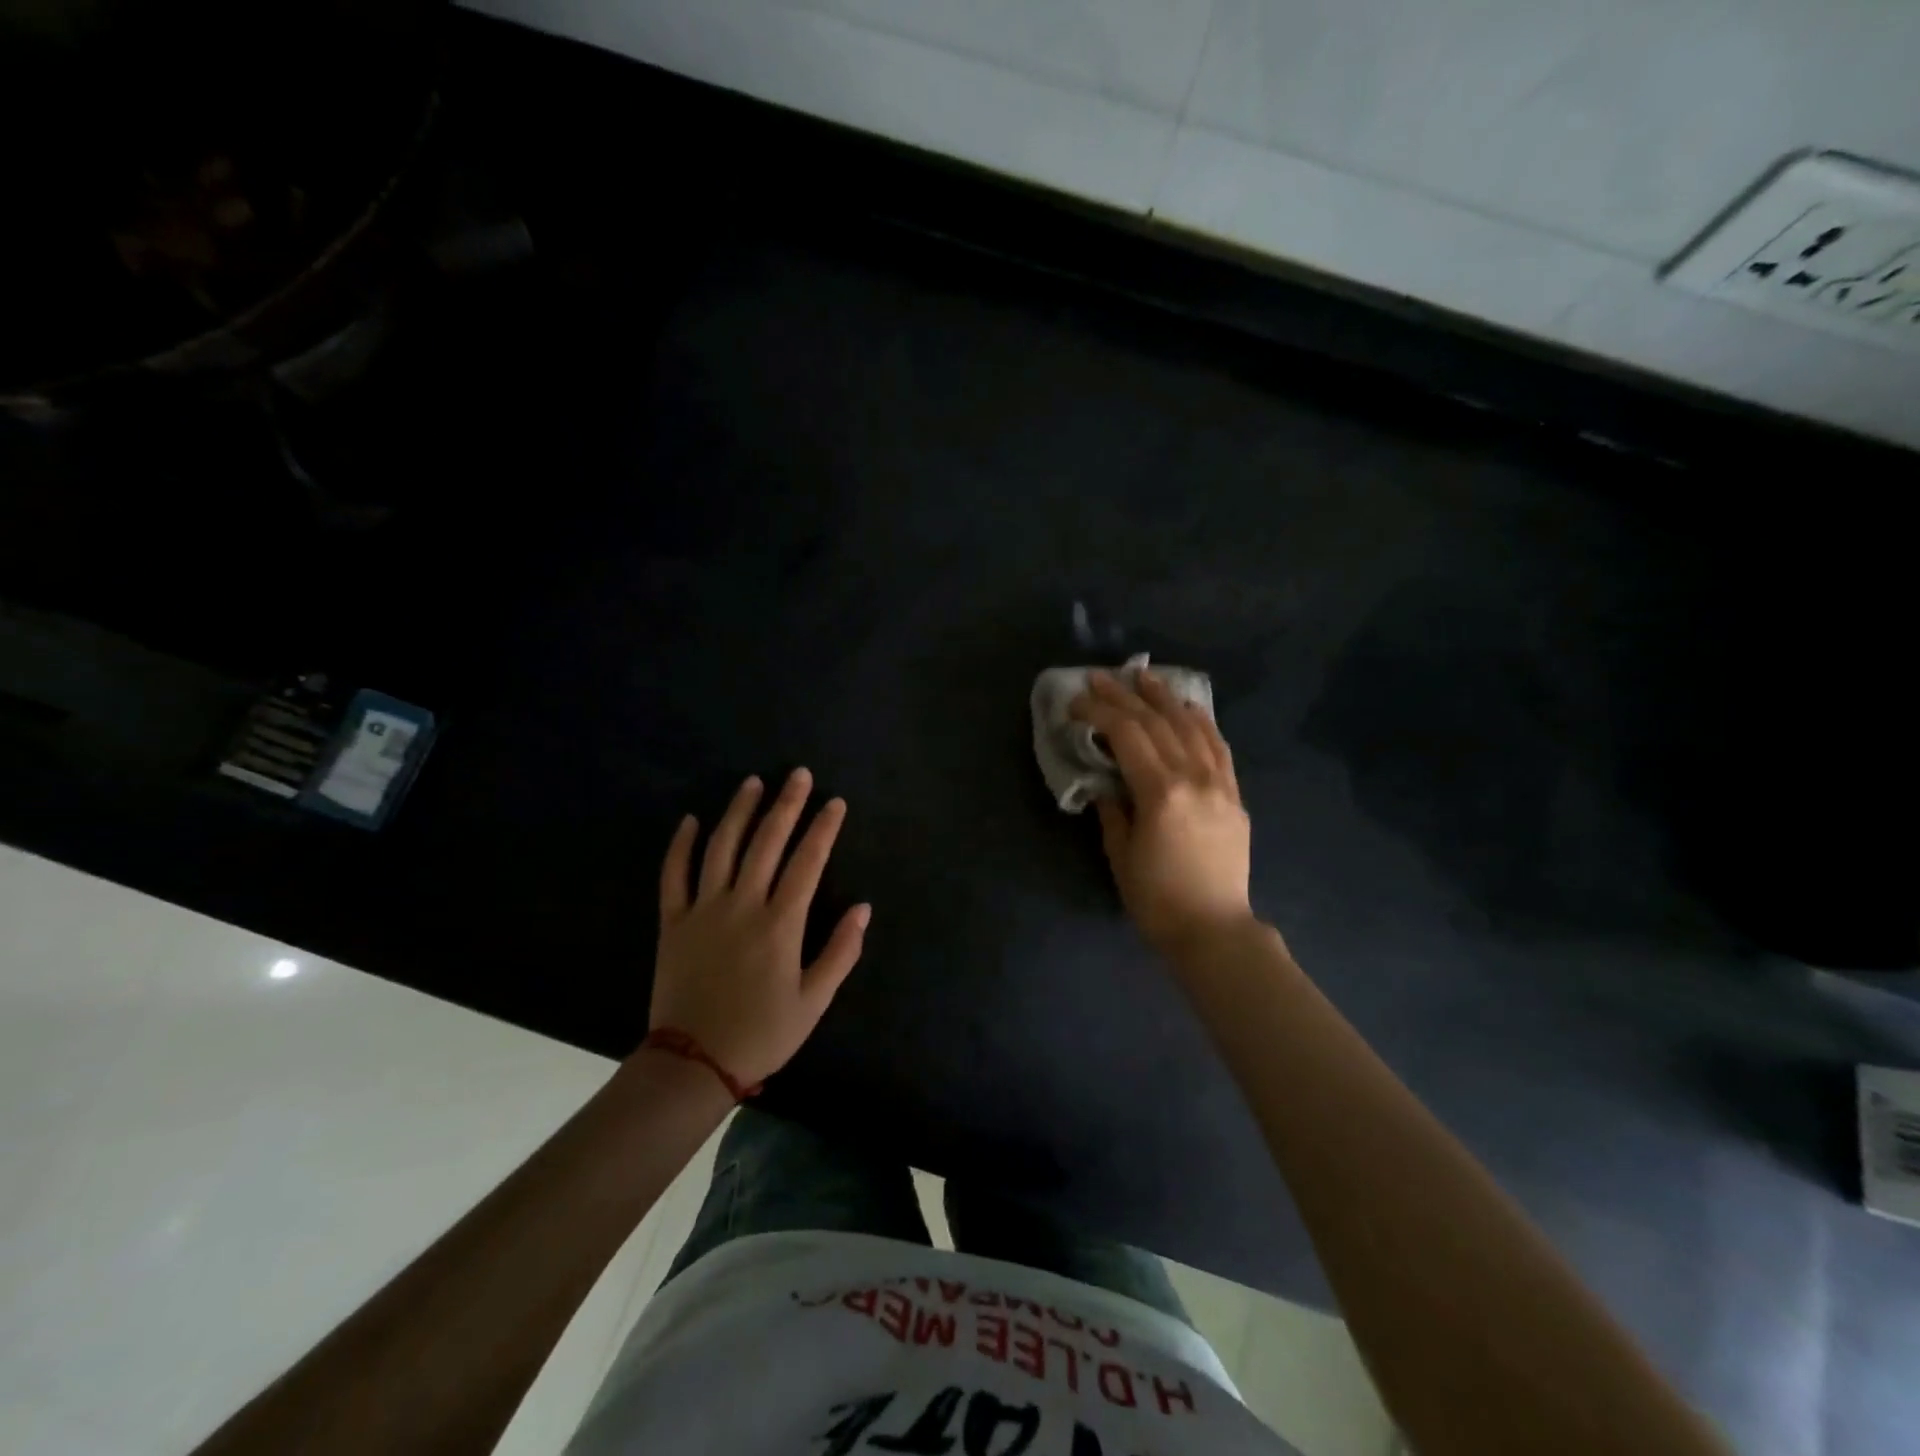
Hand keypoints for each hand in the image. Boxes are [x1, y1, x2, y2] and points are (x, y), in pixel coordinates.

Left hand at [651, 768, 869, 1087]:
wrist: (693, 1063)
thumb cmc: (762, 1033)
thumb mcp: (814, 1002)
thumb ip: (840, 952)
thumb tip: (863, 908)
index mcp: (780, 924)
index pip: (807, 863)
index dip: (823, 829)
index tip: (835, 802)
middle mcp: (742, 906)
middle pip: (767, 843)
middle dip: (786, 805)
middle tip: (799, 774)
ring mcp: (703, 910)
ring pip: (721, 848)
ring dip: (738, 811)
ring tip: (753, 782)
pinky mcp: (672, 923)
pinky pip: (673, 875)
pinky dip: (681, 846)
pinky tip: (691, 820)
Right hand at [1070, 669, 1252, 954]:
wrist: (1214, 929)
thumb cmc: (1157, 898)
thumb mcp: (1120, 854)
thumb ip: (1112, 810)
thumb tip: (1105, 784)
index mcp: (1161, 792)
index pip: (1127, 735)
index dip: (1099, 712)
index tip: (1076, 702)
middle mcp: (1194, 777)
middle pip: (1157, 723)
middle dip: (1125, 696)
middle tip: (1101, 677)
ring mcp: (1219, 784)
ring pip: (1191, 727)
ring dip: (1165, 698)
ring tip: (1145, 676)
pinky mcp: (1234, 795)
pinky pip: (1219, 747)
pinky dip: (1202, 722)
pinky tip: (1190, 708)